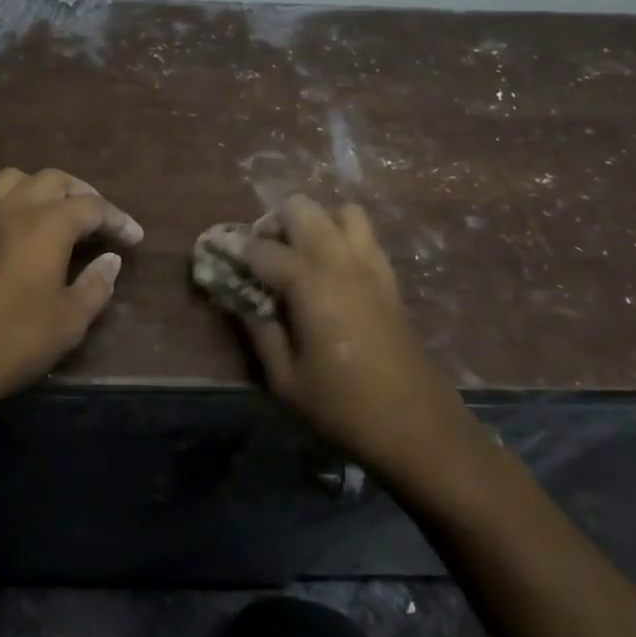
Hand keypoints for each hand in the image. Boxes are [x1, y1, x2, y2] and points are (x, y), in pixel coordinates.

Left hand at [0, 167, 142, 418]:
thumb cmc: (11, 341)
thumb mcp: (68, 322)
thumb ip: (96, 285)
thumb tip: (110, 260)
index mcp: (47, 224)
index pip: (93, 206)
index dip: (118, 219)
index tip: (134, 238)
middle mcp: (14, 208)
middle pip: (55, 180)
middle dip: (83, 194)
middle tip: (100, 222)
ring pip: (16, 179)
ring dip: (42, 189)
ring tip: (57, 214)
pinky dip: (10, 202)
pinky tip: (15, 228)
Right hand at [235, 197, 484, 479]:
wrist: (417, 426)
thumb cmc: (343, 407)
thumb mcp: (285, 380)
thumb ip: (261, 332)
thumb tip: (242, 301)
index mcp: (310, 285)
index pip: (262, 250)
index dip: (236, 251)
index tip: (218, 256)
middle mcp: (340, 263)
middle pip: (303, 210)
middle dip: (276, 223)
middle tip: (263, 254)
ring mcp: (371, 267)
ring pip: (343, 212)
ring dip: (317, 223)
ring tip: (301, 254)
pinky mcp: (390, 279)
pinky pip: (366, 237)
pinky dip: (344, 238)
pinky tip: (331, 271)